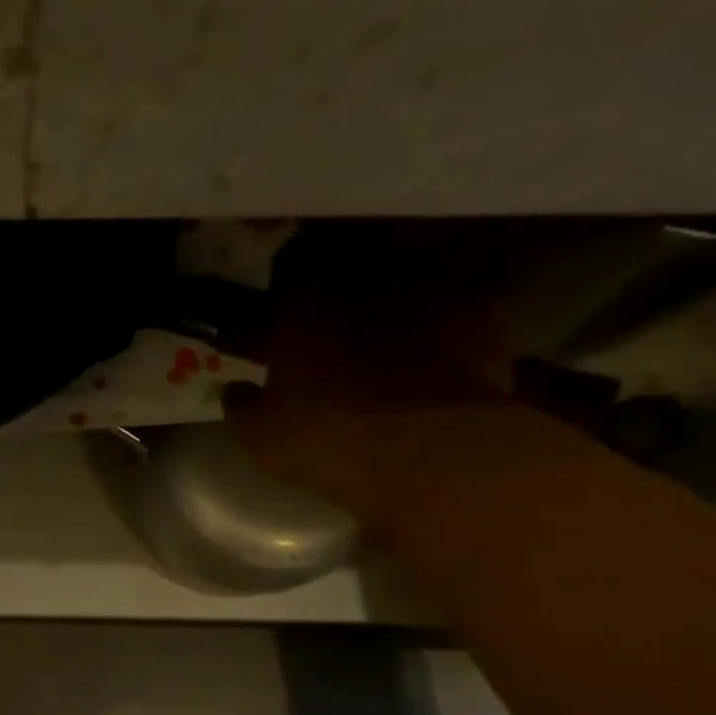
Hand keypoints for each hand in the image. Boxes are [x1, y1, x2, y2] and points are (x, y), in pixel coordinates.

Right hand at [227, 224, 521, 532]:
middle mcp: (367, 285)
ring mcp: (429, 296)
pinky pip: (451, 311)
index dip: (284, 278)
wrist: (425, 452)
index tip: (280, 297)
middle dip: (340, 280)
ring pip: (404, 281)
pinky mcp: (481, 319)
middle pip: (352, 262)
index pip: (290, 264)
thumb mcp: (259, 436)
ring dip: (391, 300)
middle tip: (332, 312)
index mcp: (305, 307)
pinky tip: (429, 357)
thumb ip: (242, 406)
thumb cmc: (323, 440)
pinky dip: (438, 327)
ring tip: (383, 333)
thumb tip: (235, 390)